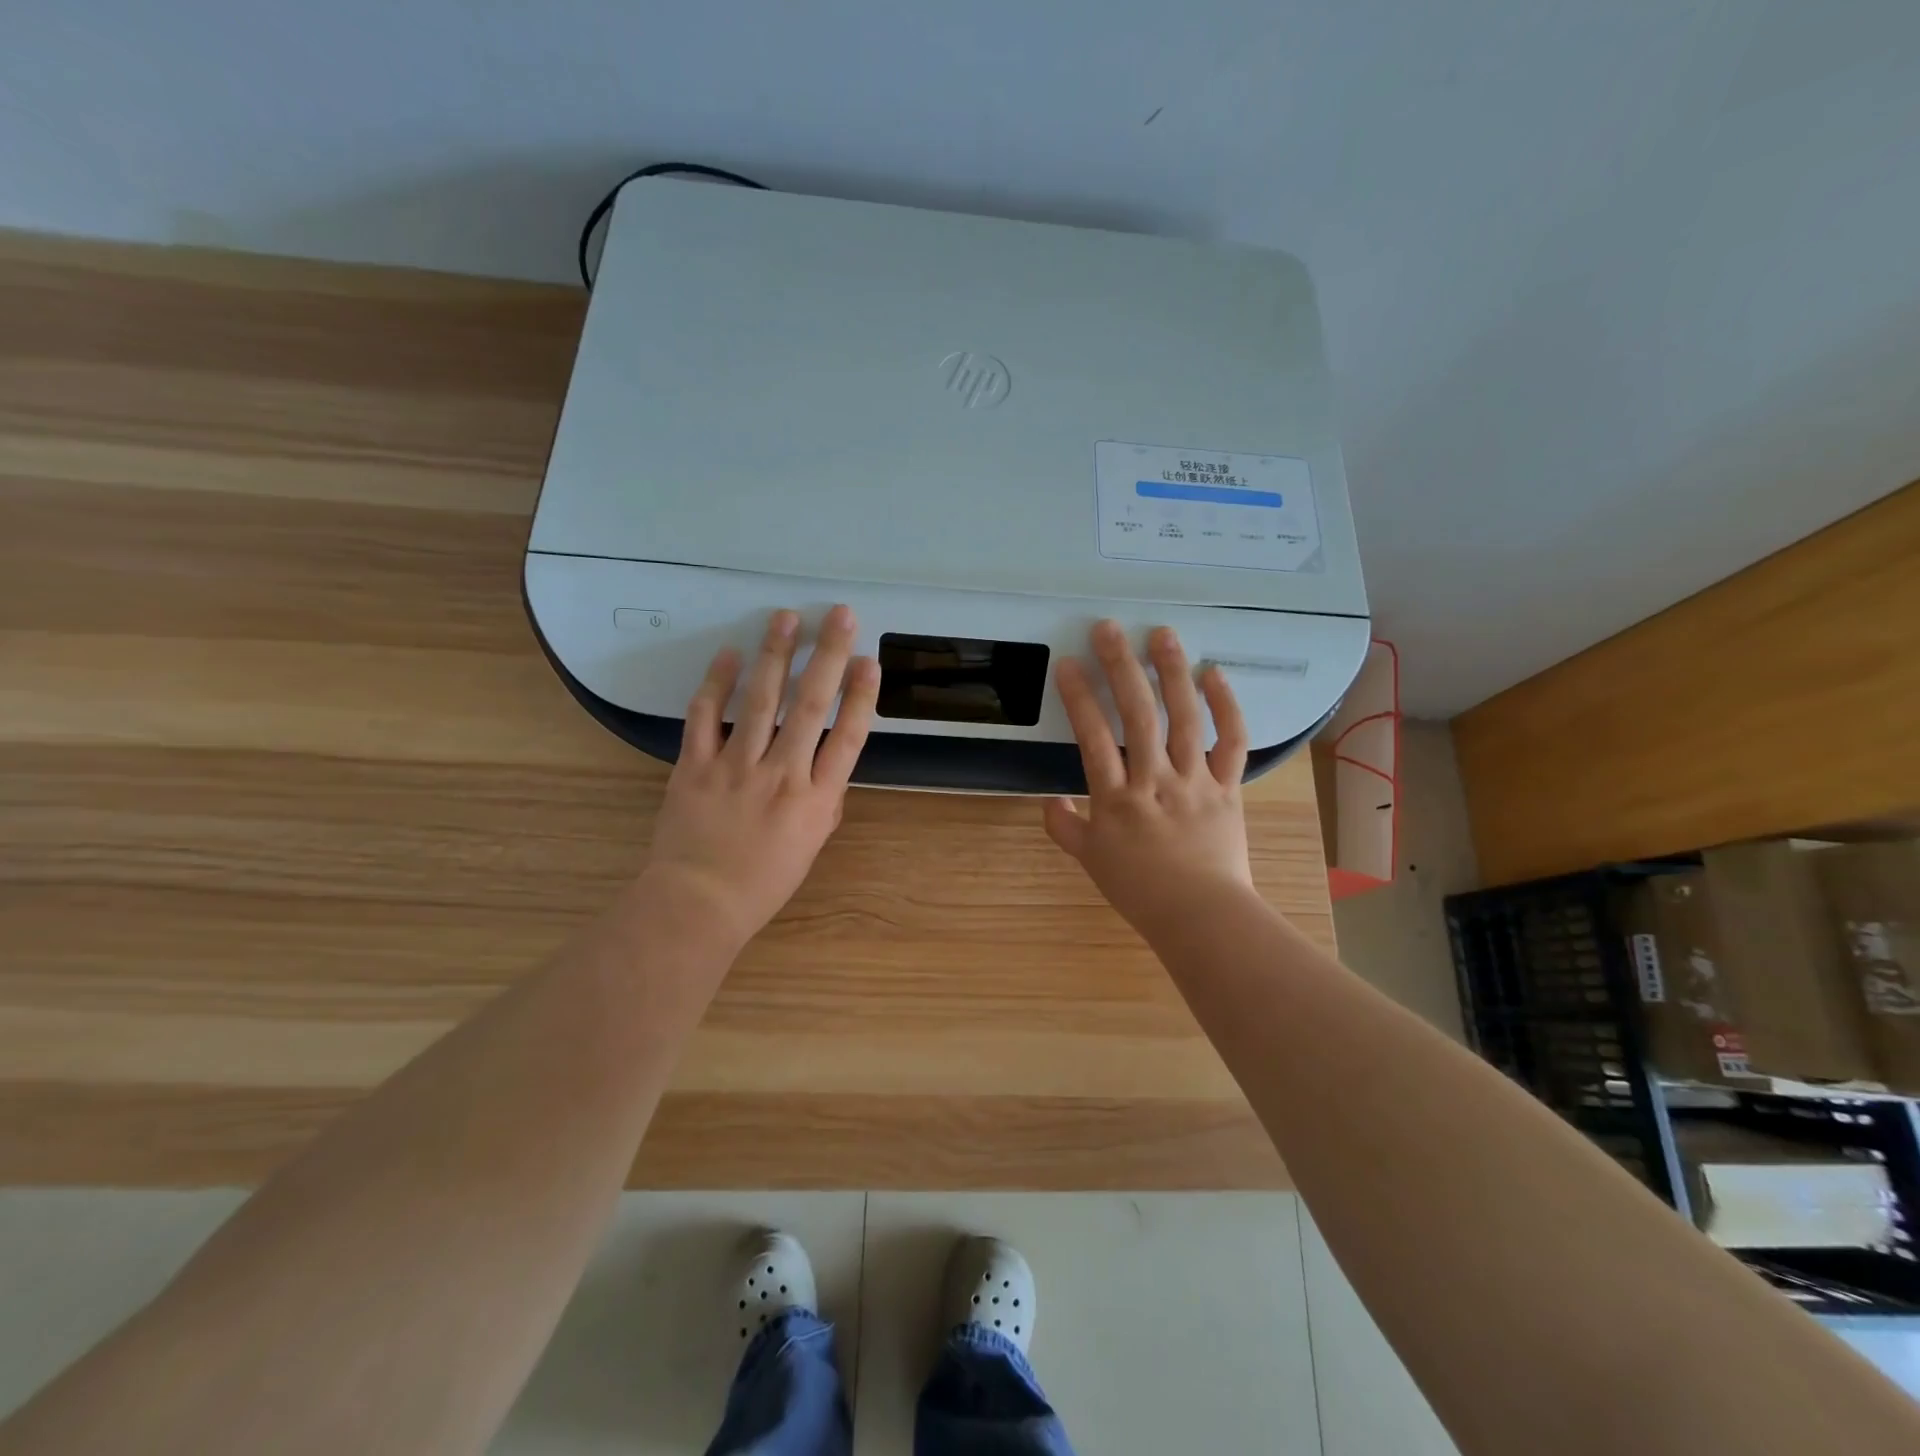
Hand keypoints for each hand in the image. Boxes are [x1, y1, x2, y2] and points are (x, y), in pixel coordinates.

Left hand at [642, 605, 879, 947]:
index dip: (861, 696)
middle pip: (810, 705)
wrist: (698, 903)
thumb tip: (827, 765)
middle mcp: (782, 774)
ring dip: (776, 655)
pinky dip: (716, 683)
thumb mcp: (810, 846)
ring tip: (786, 617)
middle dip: (828, 656)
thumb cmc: (763, 882)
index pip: (847, 737)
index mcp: (816, 799)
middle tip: (840, 615)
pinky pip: (705, 716)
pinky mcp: (695, 765)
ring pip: (760, 700)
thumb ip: (824, 801)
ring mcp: (736, 766)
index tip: (869, 660)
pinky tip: (729, 654)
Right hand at [1043, 620, 1253, 937]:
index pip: (1093, 738)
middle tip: (1109, 629)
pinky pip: (1231, 741)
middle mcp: (1155, 780)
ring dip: (1172, 673)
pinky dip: (1226, 706)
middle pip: (1138, 716)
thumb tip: (1049, 802)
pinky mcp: (1227, 786)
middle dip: (1121, 668)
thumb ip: (1065, 828)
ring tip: (1162, 634)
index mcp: (1117, 799)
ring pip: (1184, 719)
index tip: (1068, 664)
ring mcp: (1195, 780)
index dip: (1079, 698)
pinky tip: (1213, 674)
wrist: (1202, 916)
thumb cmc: (1140, 890)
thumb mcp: (1090, 861)